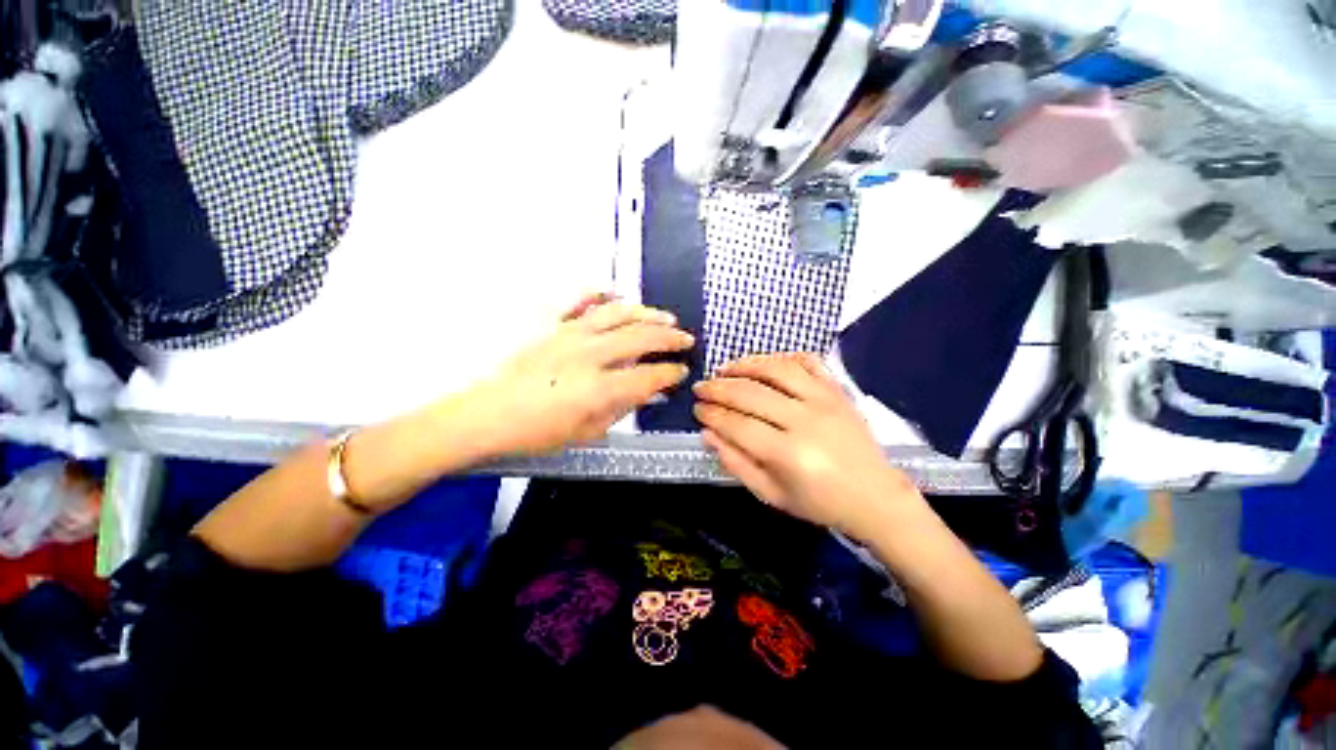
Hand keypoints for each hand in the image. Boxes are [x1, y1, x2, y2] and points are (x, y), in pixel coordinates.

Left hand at [460, 296, 693, 457]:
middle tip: (686, 339)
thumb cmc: (538, 433)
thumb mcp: (588, 432)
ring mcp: (570, 334)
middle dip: (670, 338)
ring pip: (618, 314)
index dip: (671, 372)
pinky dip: (599, 295)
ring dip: (646, 313)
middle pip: (641, 337)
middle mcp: (590, 354)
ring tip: (665, 316)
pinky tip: (614, 294)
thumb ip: (622, 408)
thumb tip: (648, 391)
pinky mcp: (552, 326)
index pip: (649, 375)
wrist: (488, 415)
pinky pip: (579, 302)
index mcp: (600, 387)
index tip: (681, 371)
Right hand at [692, 354, 919, 537]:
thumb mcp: (771, 495)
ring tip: (724, 369)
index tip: (696, 409)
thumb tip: (708, 433)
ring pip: (776, 369)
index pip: (737, 425)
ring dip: (745, 365)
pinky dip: (783, 357)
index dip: (712, 414)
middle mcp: (805, 420)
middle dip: (718, 388)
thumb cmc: (819, 502)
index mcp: (788, 454)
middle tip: (701, 387)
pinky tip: (765, 363)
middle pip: (751, 394)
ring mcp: (824, 400)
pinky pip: (808, 362)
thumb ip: (736, 463)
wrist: (874, 496)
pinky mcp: (838, 390)